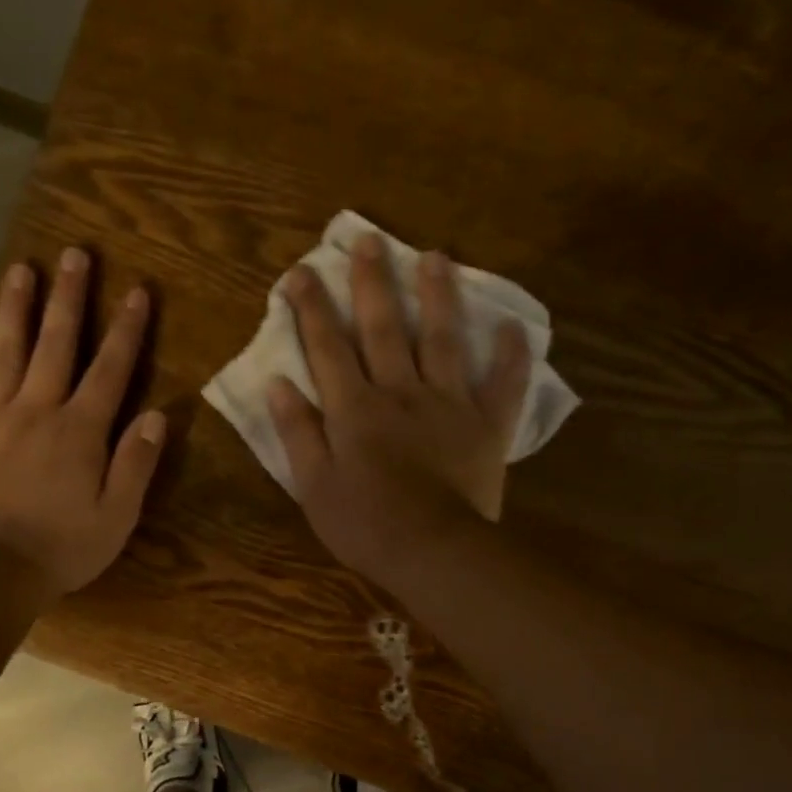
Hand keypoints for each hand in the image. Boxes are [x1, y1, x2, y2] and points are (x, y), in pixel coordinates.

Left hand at [0, 247, 165, 598]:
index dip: (126, 329)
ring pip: (4, 350)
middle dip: (68, 297)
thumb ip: (137, 462)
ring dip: (14, 308)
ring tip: (20, 268)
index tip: (136, 290)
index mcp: (80, 429)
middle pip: (56, 344)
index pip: (110, 368)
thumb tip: (158, 415)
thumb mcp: (119, 515)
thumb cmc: (63, 547)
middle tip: (73, 253)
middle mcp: (37, 409)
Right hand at [267, 233, 530, 582]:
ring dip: (437, 295)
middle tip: (367, 239)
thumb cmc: (365, 525)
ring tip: (435, 256)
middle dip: (371, 283)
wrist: (433, 552)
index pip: (327, 348)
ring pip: (442, 339)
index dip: (312, 309)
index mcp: (355, 409)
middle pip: (383, 329)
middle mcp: (400, 392)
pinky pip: (503, 385)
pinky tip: (513, 326)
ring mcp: (448, 405)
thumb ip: (297, 432)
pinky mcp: (486, 426)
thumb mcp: (313, 485)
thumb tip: (278, 383)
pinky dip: (510, 355)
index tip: (300, 273)